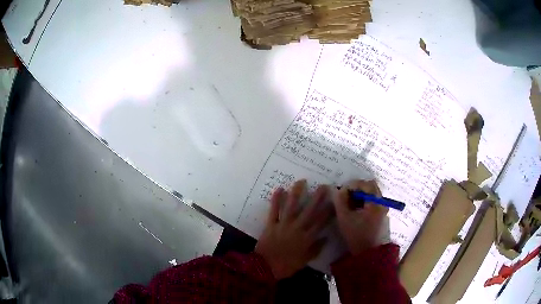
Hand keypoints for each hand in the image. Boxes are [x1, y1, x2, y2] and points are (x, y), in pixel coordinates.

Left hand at [255, 180, 331, 279]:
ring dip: (296, 193)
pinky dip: (276, 200)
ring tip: (301, 181)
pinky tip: (279, 189)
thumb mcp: (304, 261)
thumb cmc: (287, 266)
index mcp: (307, 238)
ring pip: (291, 207)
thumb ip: (316, 249)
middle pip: (309, 211)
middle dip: (317, 198)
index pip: (320, 222)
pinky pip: (274, 211)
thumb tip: (326, 238)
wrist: (265, 268)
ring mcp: (283, 225)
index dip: (328, 211)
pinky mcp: (271, 224)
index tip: (334, 201)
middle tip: (323, 186)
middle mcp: (297, 229)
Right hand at [333, 180, 387, 254]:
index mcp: (376, 202)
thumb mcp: (344, 218)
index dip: (352, 184)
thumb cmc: (356, 235)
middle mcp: (382, 202)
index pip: (365, 184)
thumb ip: (340, 201)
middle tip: (345, 195)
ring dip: (361, 194)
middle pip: (371, 186)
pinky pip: (374, 200)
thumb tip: (339, 189)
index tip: (341, 191)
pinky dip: (365, 200)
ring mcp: (384, 208)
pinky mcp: (382, 214)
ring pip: (372, 193)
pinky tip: (356, 209)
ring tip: (349, 203)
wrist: (368, 253)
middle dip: (357, 188)